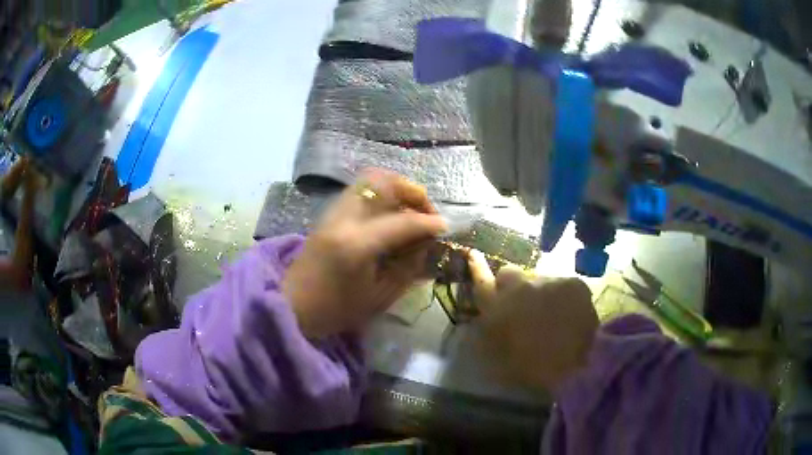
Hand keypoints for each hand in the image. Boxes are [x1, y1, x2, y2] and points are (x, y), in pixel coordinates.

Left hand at [283, 170, 446, 338]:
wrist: (292, 306)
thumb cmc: (336, 310)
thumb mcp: (379, 297)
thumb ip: (407, 268)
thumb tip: (426, 244)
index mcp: (357, 245)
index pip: (402, 221)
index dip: (428, 222)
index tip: (444, 226)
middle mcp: (344, 219)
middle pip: (383, 183)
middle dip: (412, 192)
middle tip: (425, 211)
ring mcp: (333, 212)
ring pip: (369, 179)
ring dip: (396, 188)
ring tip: (409, 209)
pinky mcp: (328, 213)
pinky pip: (359, 190)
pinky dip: (380, 193)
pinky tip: (389, 213)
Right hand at [469, 250, 597, 391]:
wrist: (575, 369)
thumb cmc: (531, 368)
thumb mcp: (497, 358)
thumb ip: (488, 334)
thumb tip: (487, 320)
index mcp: (498, 308)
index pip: (481, 280)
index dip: (476, 266)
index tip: (472, 253)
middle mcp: (521, 287)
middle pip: (509, 273)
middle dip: (510, 285)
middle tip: (521, 307)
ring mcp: (550, 281)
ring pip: (539, 280)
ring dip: (540, 294)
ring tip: (553, 318)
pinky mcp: (574, 283)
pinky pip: (564, 285)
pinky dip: (565, 298)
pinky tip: (571, 318)